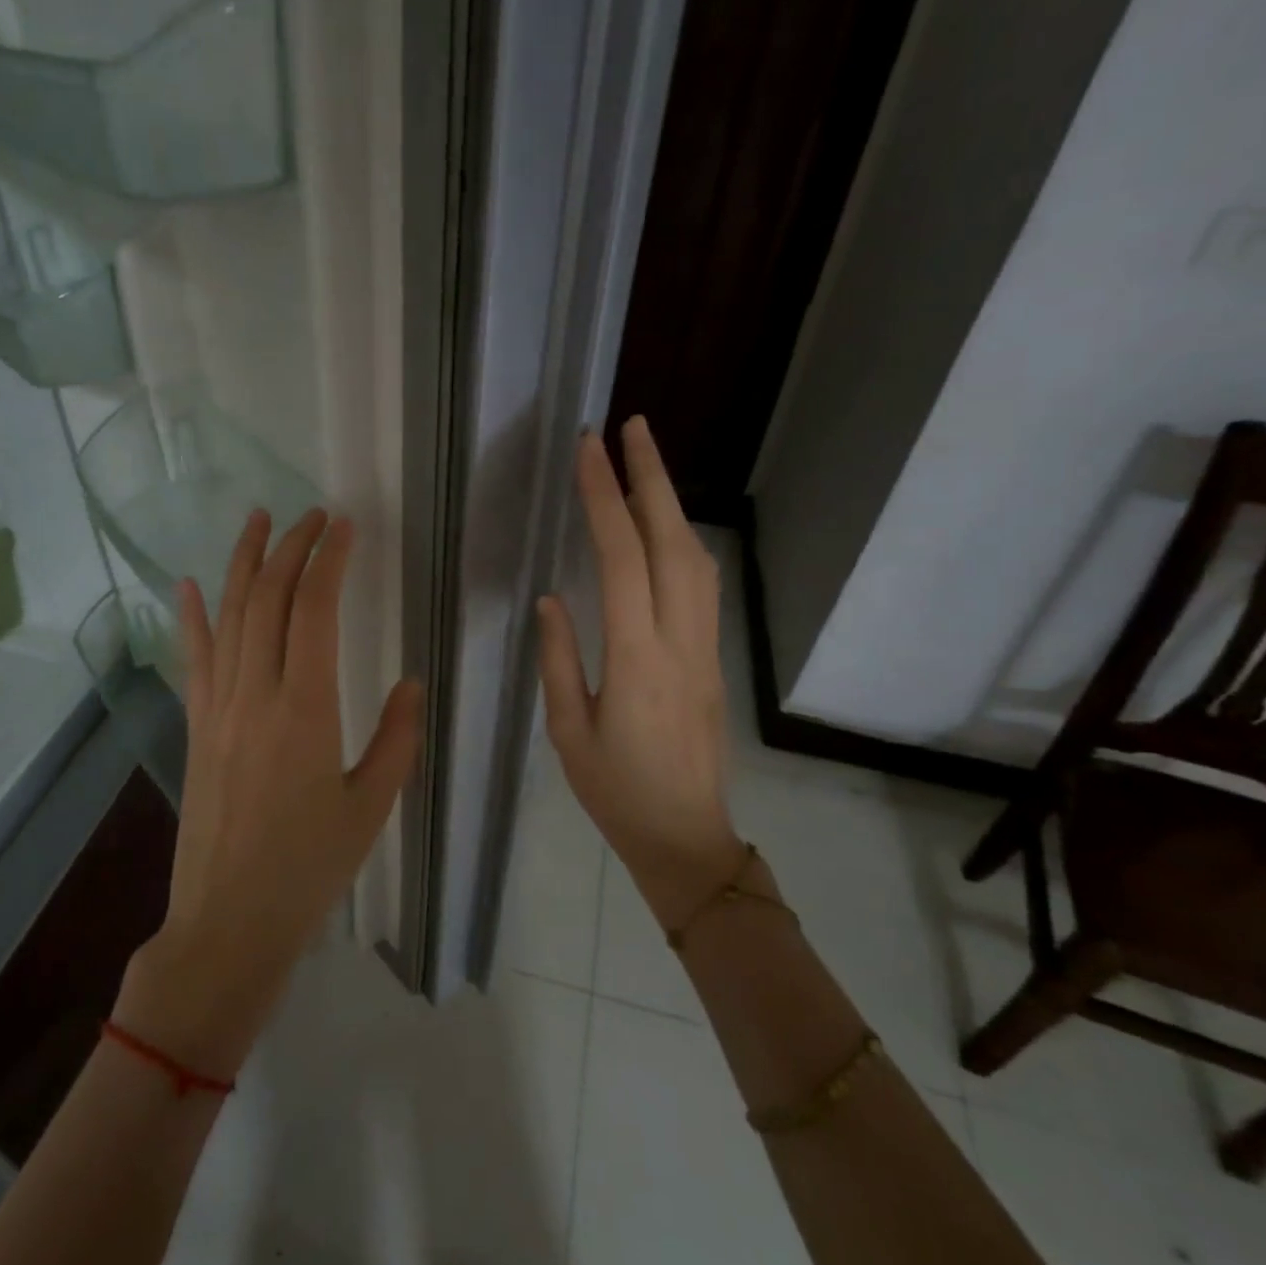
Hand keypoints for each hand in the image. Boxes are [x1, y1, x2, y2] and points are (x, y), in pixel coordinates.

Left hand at [115, 509, 422, 1077]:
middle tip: (311, 515)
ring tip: (257, 520)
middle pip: (268, 599)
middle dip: (290, 547)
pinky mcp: (197, 727)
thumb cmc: (309, 868)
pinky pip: (194, 660)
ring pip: (228, 617)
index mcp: (306, 708)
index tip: (344, 526)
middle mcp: (255, 693)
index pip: (314, 609)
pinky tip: (191, 584)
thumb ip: (397, 738)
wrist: (229, 920)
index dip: (328, 559)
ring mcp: (218, 708)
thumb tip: (409, 683)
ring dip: (243, 563)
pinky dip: (193, 618)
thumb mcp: (372, 805)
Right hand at [537, 418, 741, 929]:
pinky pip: (702, 585)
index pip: (622, 559)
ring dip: (671, 503)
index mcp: (637, 659)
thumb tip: (553, 598)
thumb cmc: (616, 792)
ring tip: (646, 462)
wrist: (687, 837)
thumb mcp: (569, 732)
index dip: (604, 498)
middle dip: (652, 478)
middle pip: (673, 542)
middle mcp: (680, 641)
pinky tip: (666, 527)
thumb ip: (561, 660)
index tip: (589, 449)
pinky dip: (683, 540)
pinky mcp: (713, 657)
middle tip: (631, 426)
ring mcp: (705, 647)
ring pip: (696, 559)